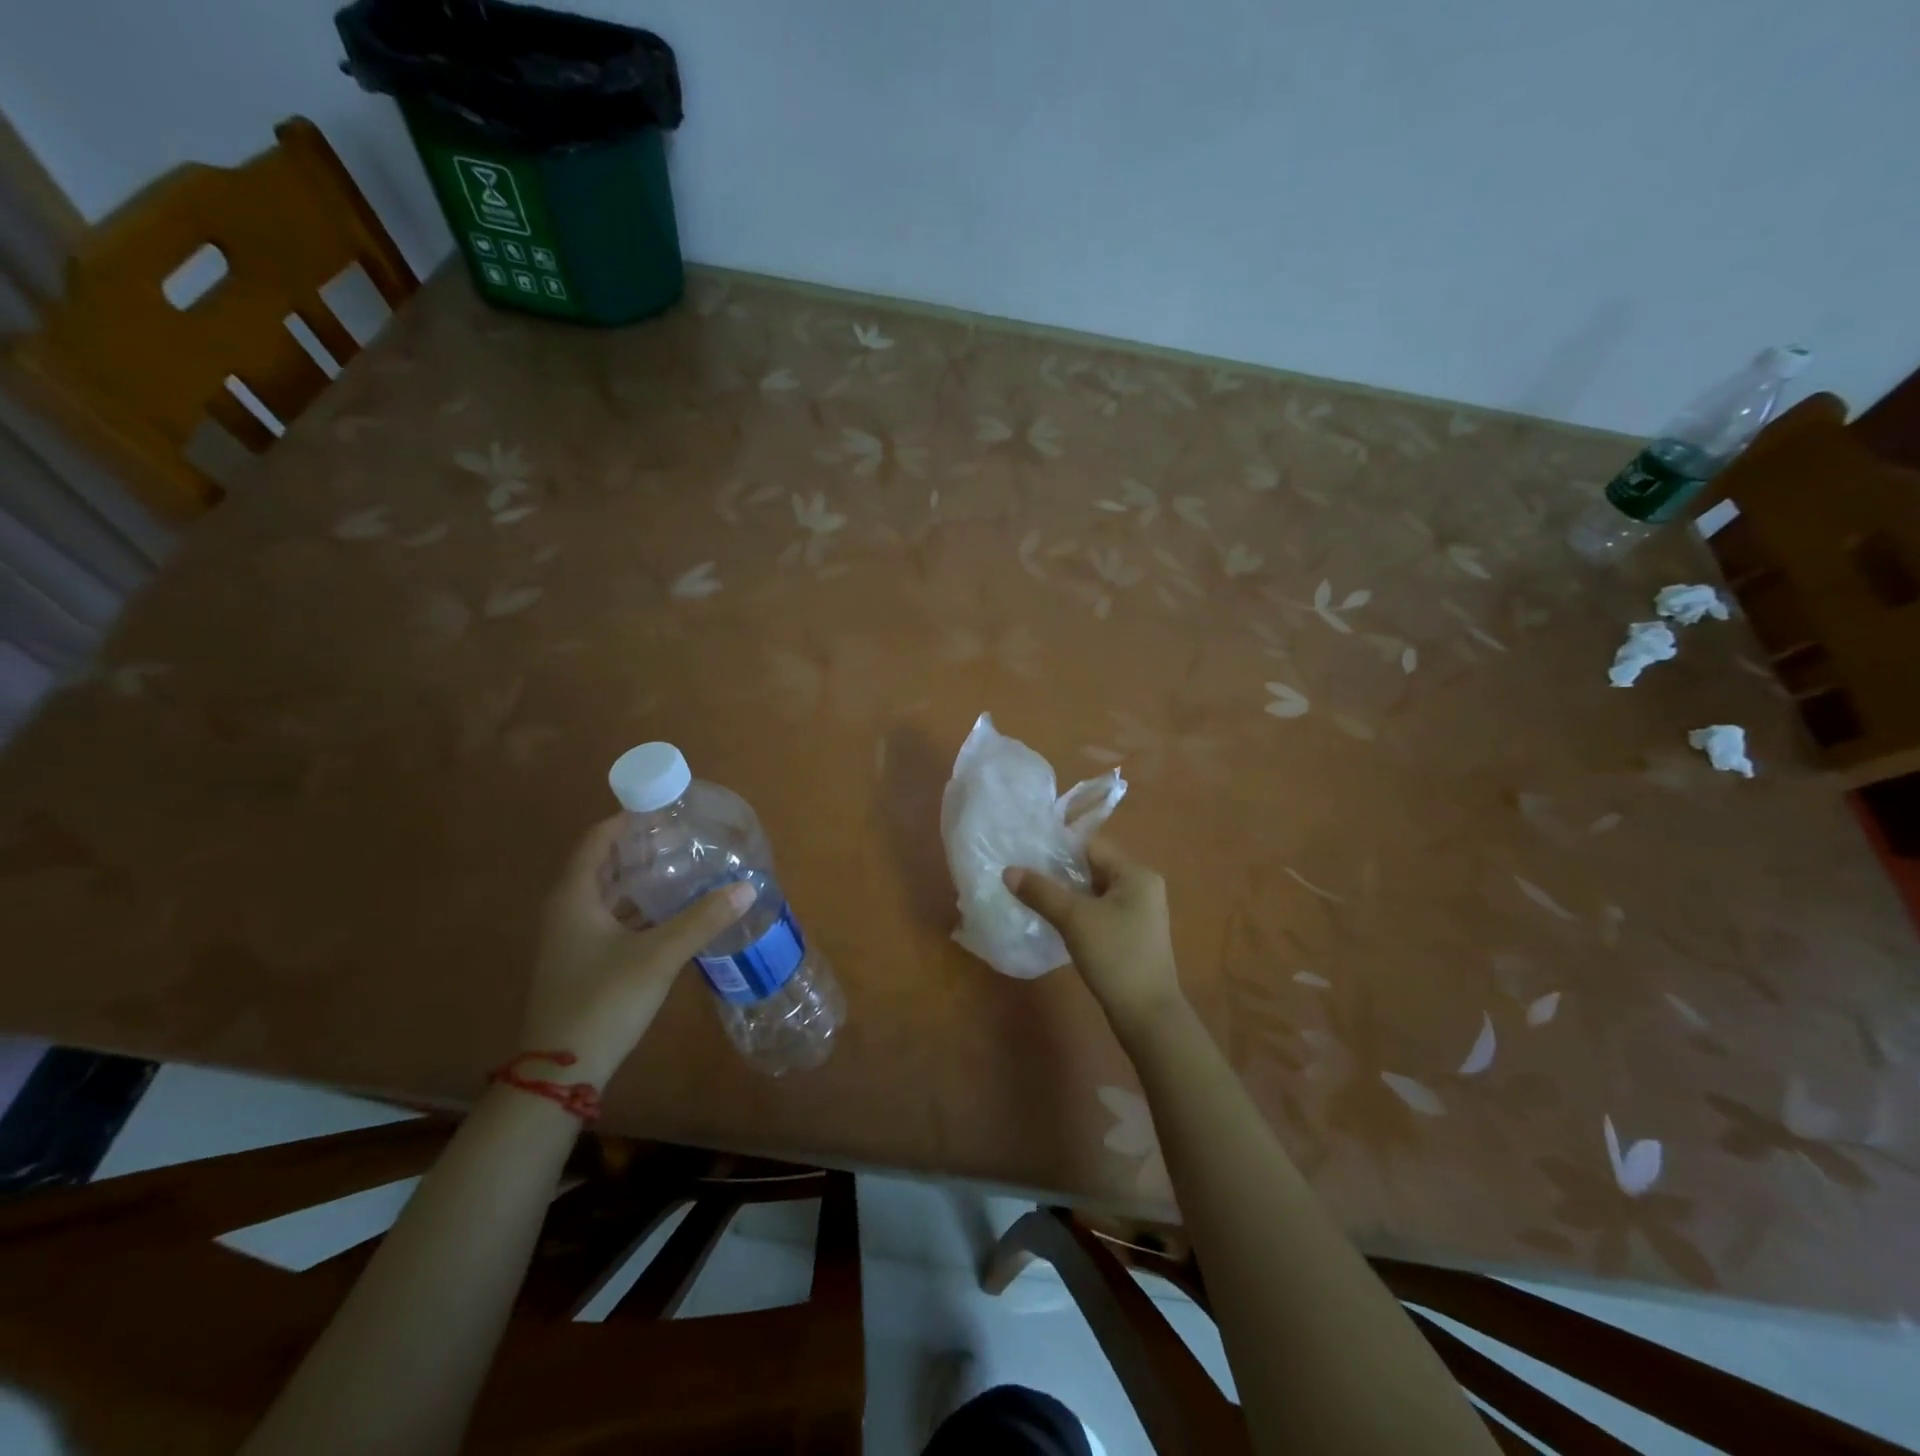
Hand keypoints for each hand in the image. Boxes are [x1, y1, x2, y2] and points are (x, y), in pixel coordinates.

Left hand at [520, 816, 754, 1086]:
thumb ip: (703, 919)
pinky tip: (673, 912)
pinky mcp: (583, 962)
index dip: (629, 819)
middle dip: (642, 847)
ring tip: (686, 866)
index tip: (667, 809)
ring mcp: (572, 939)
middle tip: (686, 837)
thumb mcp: (658, 956)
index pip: (598, 839)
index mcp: (574, 897)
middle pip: (604, 864)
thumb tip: (748, 886)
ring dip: (642, 879)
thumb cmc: (603, 1001)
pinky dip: (640, 908)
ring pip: (609, 894)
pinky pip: (613, 919)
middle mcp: (567, 910)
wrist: (561, 1072)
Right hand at [1004, 838, 1182, 1036]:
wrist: (1147, 1015)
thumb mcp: (1074, 919)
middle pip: (1092, 868)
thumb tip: (1008, 870)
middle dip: (1058, 872)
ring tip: (1031, 895)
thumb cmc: (1115, 956)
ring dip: (1066, 894)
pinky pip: (1099, 912)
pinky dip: (1077, 912)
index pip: (1091, 846)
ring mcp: (1139, 913)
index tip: (1025, 851)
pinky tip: (1053, 921)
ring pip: (1094, 892)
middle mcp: (1142, 887)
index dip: (1057, 847)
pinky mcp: (1132, 935)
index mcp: (1136, 874)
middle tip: (1022, 874)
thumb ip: (1041, 892)